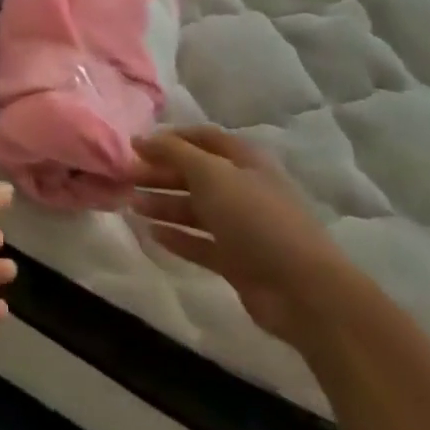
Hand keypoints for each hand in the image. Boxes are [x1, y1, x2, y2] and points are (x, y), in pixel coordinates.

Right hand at [130, 127, 351, 342]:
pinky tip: (151, 234)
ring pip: (195, 210)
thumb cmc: (256, 218)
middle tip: (125, 177)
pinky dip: (176, 237)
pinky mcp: (238, 262)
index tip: (137, 145)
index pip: (204, 139)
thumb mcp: (210, 174)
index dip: (171, 138)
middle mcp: (244, 190)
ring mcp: (242, 228)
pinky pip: (200, 243)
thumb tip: (140, 138)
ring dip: (163, 205)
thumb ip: (173, 152)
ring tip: (131, 205)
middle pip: (195, 174)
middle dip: (160, 173)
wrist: (304, 291)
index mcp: (245, 162)